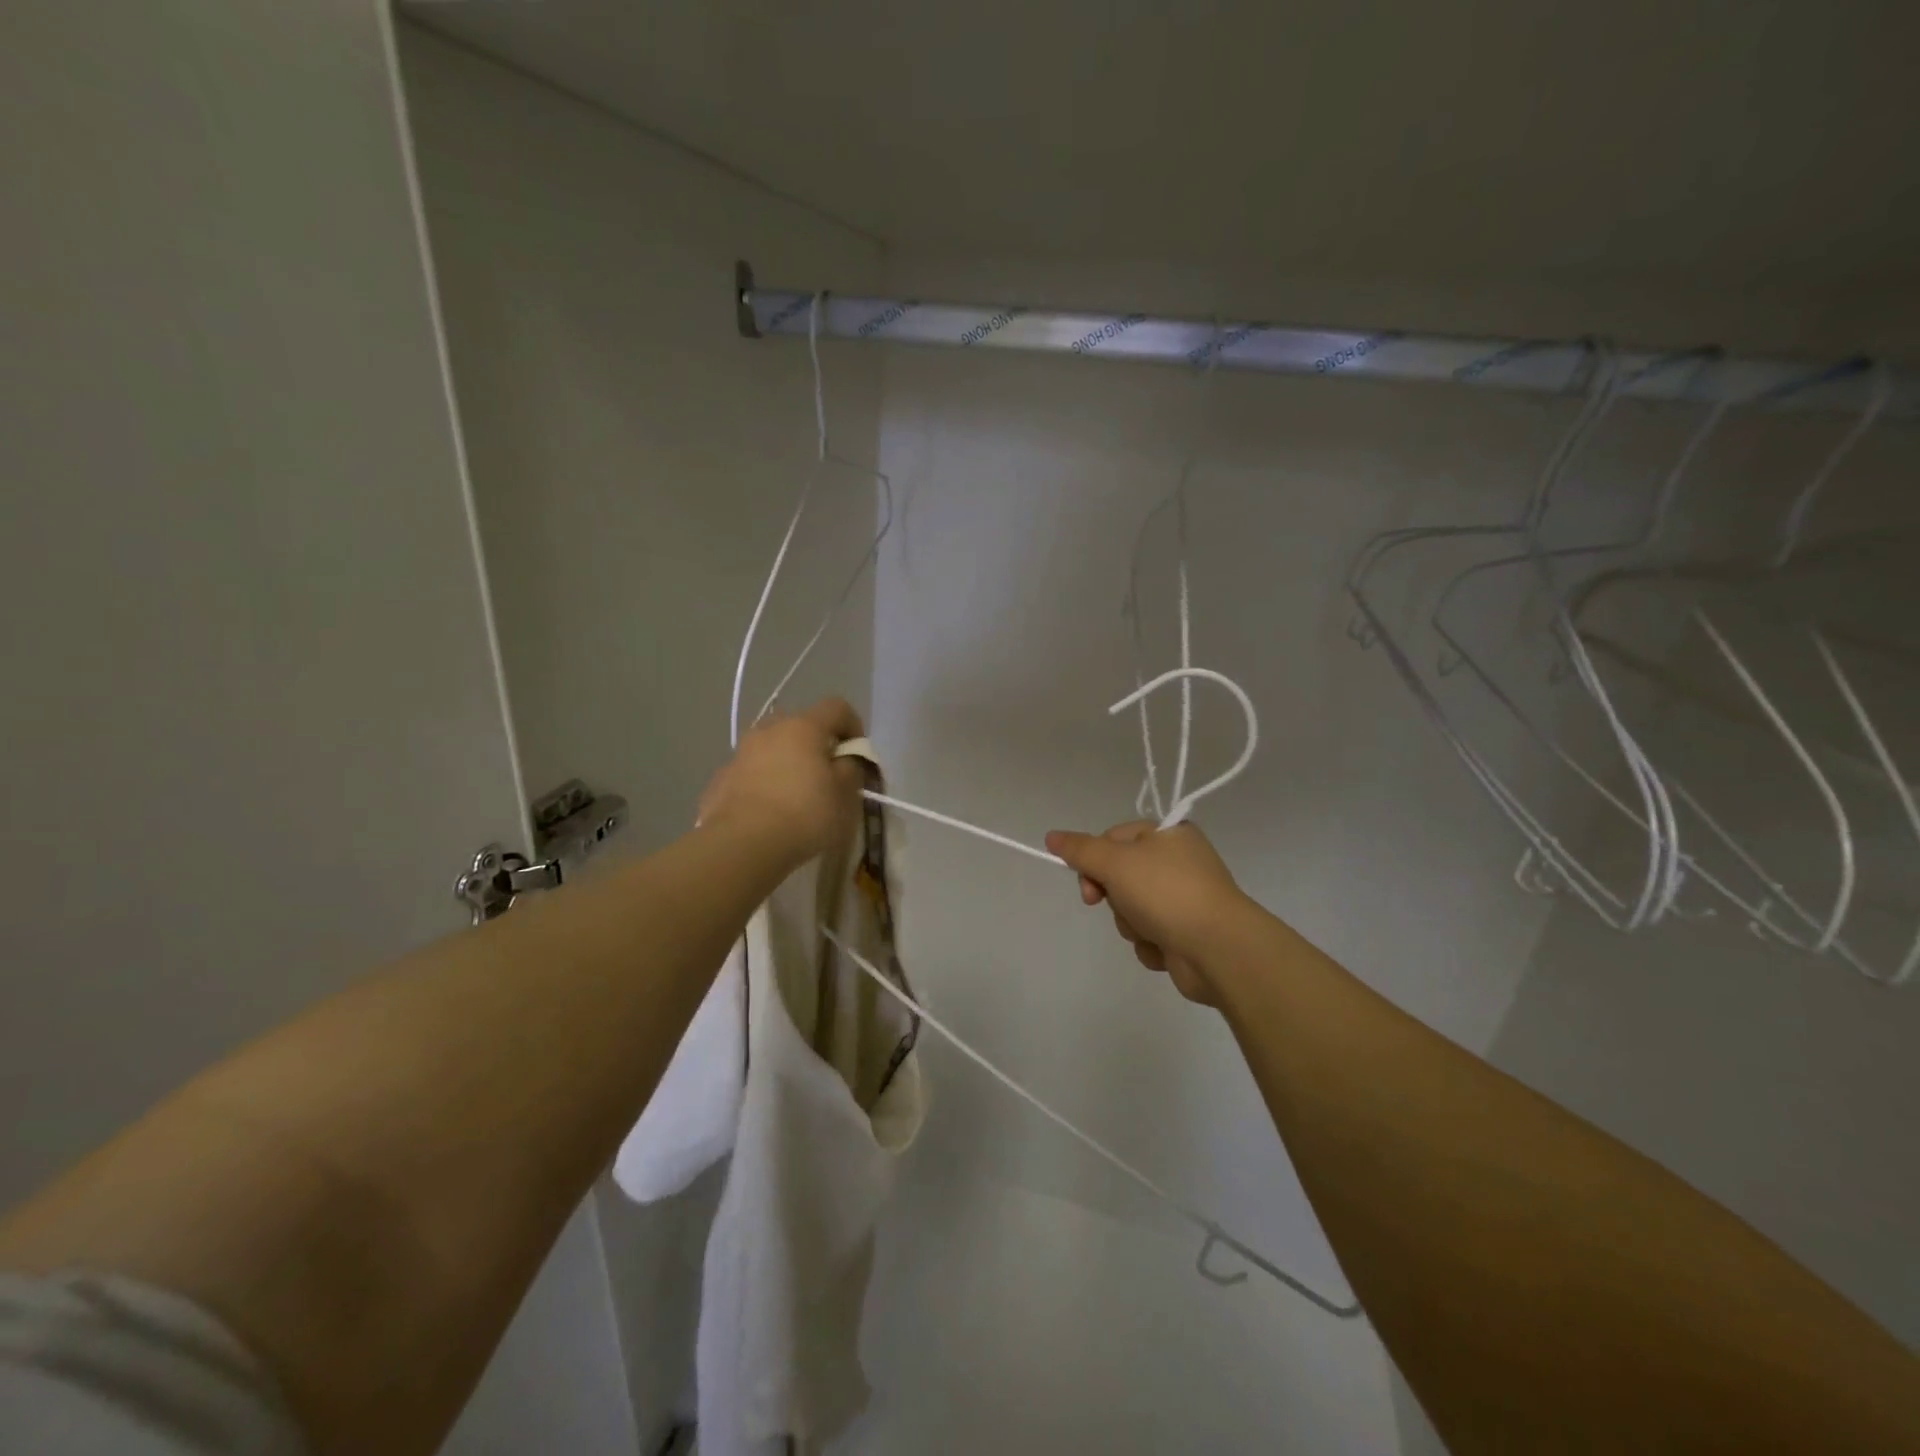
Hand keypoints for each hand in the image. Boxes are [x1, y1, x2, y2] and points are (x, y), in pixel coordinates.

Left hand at [699, 698, 865, 866]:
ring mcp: (740, 753)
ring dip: (786, 763)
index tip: (857, 755)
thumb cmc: (804, 814)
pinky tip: (768, 813)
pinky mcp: (721, 778)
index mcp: (803, 726)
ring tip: (794, 797)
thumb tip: (845, 759)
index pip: (837, 708)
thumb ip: (851, 768)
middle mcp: (769, 730)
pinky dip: (763, 784)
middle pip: (800, 725)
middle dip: (816, 745)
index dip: (853, 726)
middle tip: (826, 776)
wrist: (741, 844)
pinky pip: (750, 773)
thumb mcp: (845, 794)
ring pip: (772, 748)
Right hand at [1044, 821, 1251, 1006]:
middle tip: (1114, 904)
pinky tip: (1164, 948)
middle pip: (1120, 876)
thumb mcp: (1115, 862)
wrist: (1218, 949)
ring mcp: (1184, 900)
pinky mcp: (1186, 934)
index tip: (1087, 882)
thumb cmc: (1166, 892)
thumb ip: (1080, 849)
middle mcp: (1179, 862)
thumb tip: (1051, 836)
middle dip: (1114, 897)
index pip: (1113, 837)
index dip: (1093, 859)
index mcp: (1168, 834)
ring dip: (1131, 923)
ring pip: (1131, 909)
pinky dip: (1150, 944)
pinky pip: (1150, 934)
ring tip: (1150, 930)